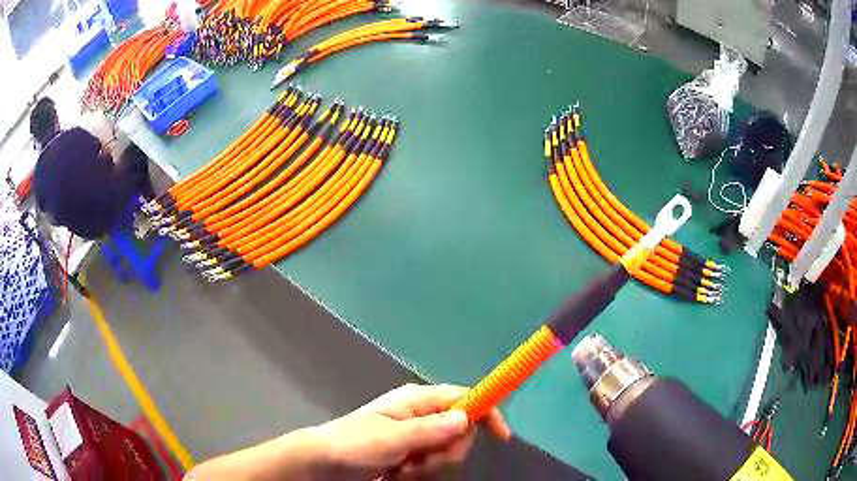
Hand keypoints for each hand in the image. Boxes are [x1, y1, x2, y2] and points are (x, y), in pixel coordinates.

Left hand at [312, 383, 511, 479]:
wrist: (322, 463)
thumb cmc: (353, 445)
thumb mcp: (390, 438)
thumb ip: (429, 430)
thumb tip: (466, 418)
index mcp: (416, 401)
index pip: (463, 397)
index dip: (486, 412)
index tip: (501, 438)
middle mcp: (420, 415)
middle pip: (460, 430)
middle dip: (446, 452)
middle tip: (420, 462)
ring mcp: (414, 435)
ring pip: (446, 450)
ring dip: (429, 466)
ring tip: (401, 470)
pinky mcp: (409, 453)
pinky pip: (431, 463)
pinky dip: (419, 472)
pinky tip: (398, 474)